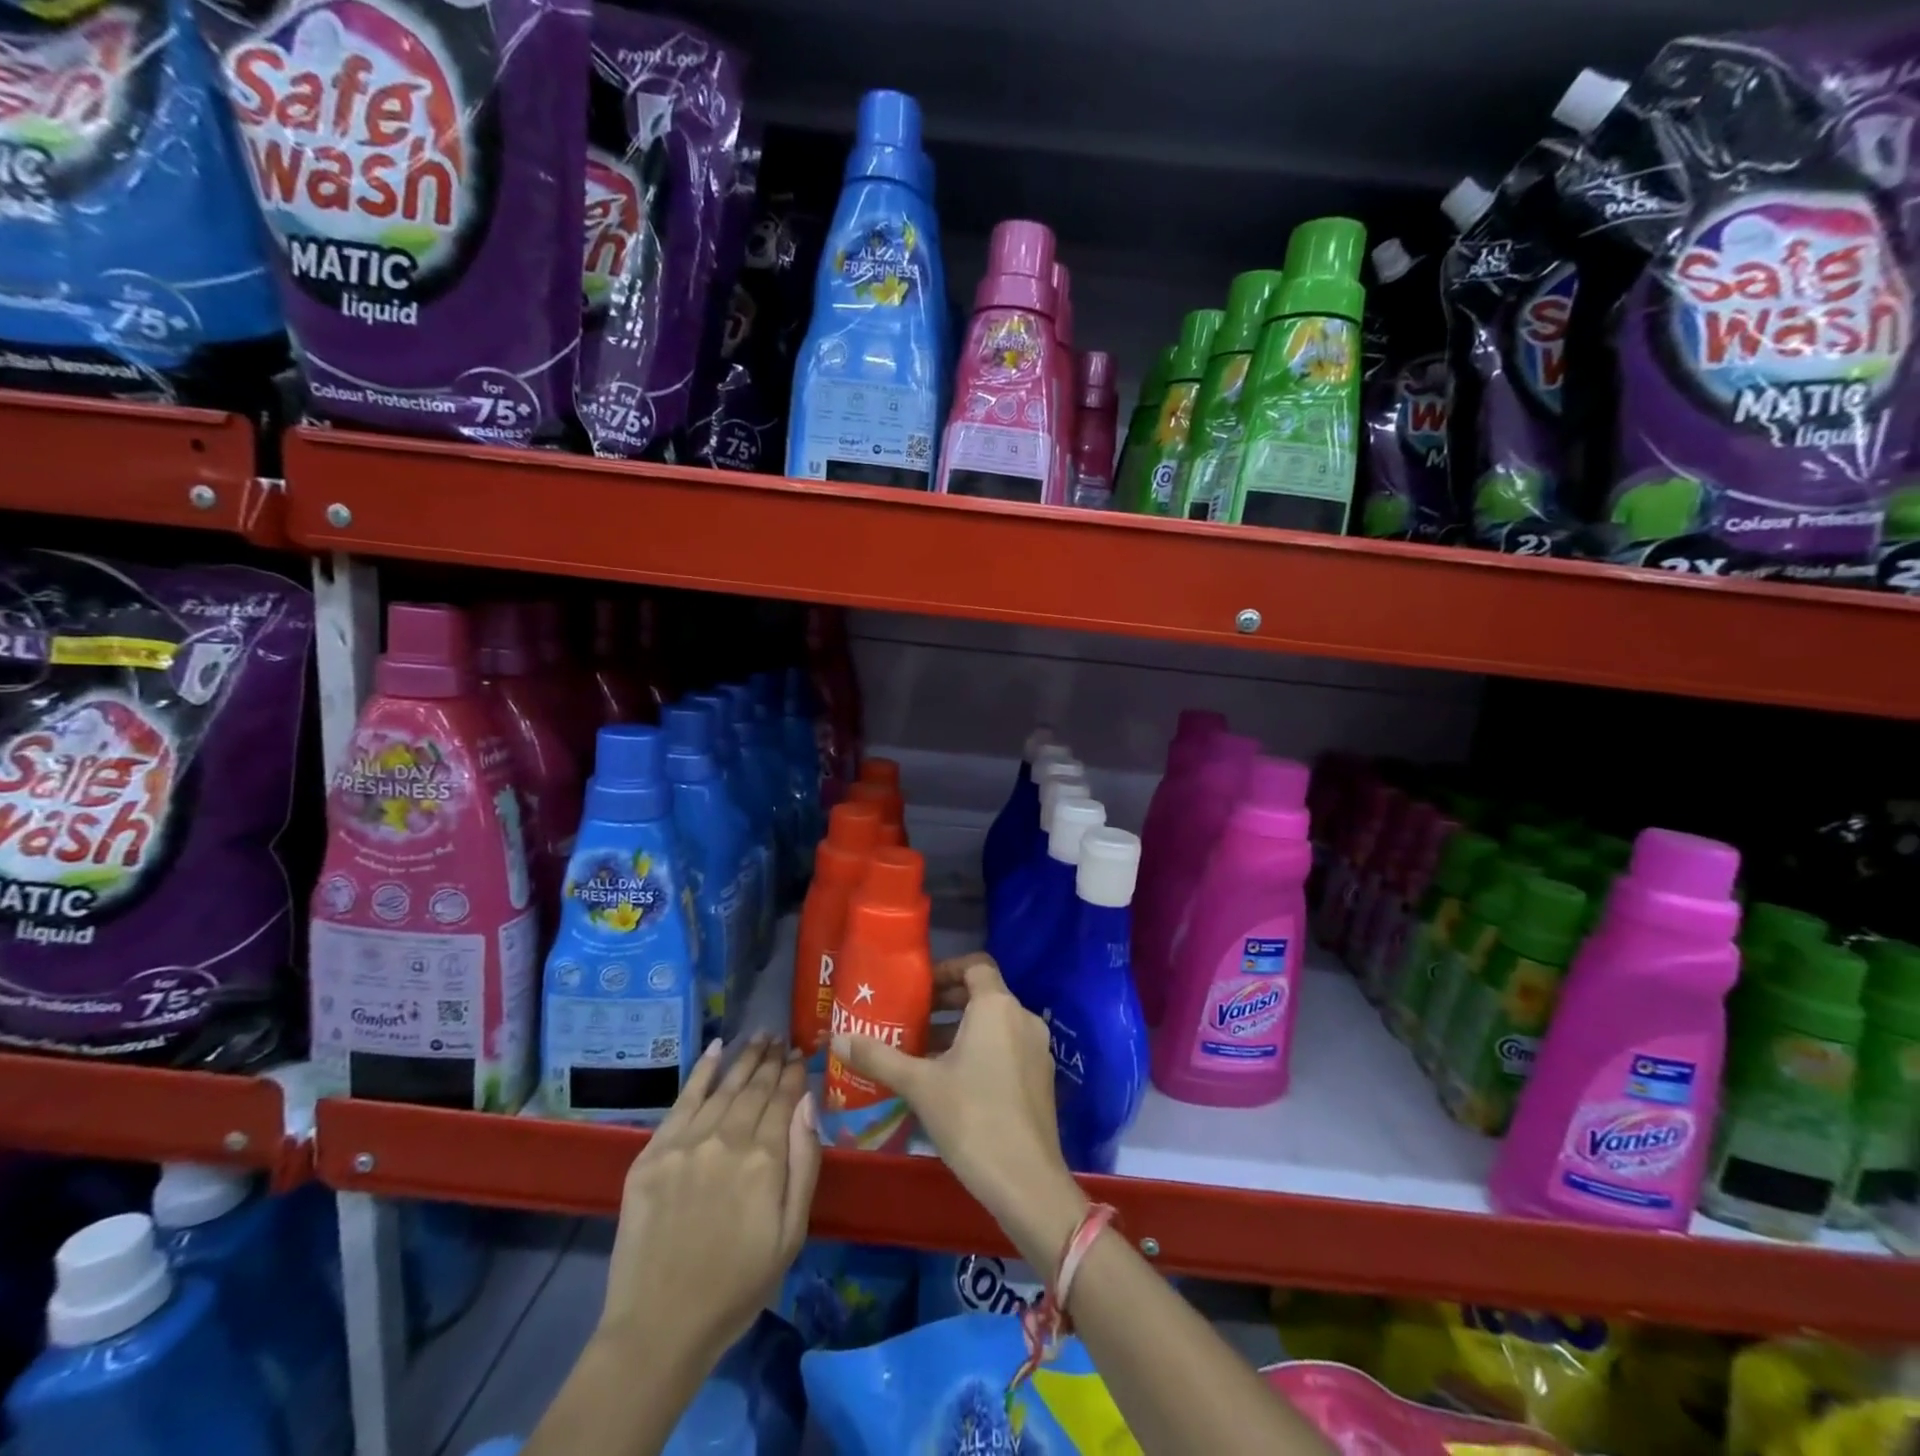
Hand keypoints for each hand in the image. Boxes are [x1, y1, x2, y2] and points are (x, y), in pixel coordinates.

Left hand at [598, 1035, 820, 1364]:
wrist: (659, 1328)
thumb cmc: (737, 1286)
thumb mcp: (791, 1234)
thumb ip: (804, 1162)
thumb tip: (808, 1103)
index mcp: (765, 1159)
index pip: (784, 1099)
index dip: (793, 1074)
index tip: (800, 1053)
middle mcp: (727, 1139)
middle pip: (754, 1087)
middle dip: (771, 1059)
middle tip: (780, 1037)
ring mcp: (686, 1143)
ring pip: (723, 1087)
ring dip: (743, 1059)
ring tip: (758, 1037)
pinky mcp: (653, 1153)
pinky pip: (682, 1101)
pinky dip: (701, 1072)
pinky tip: (715, 1049)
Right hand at [833, 954, 1088, 1264]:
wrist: (1026, 1181)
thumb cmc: (972, 1118)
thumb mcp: (919, 1085)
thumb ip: (879, 1058)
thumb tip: (837, 1039)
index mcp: (997, 1006)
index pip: (975, 965)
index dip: (946, 970)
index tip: (918, 989)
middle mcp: (1022, 1017)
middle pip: (984, 993)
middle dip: (948, 1003)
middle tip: (912, 1019)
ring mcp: (1037, 1048)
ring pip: (995, 1024)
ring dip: (961, 1030)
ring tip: (923, 1052)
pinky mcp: (1042, 1078)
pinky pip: (1008, 1047)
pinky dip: (981, 1050)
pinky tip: (952, 1081)